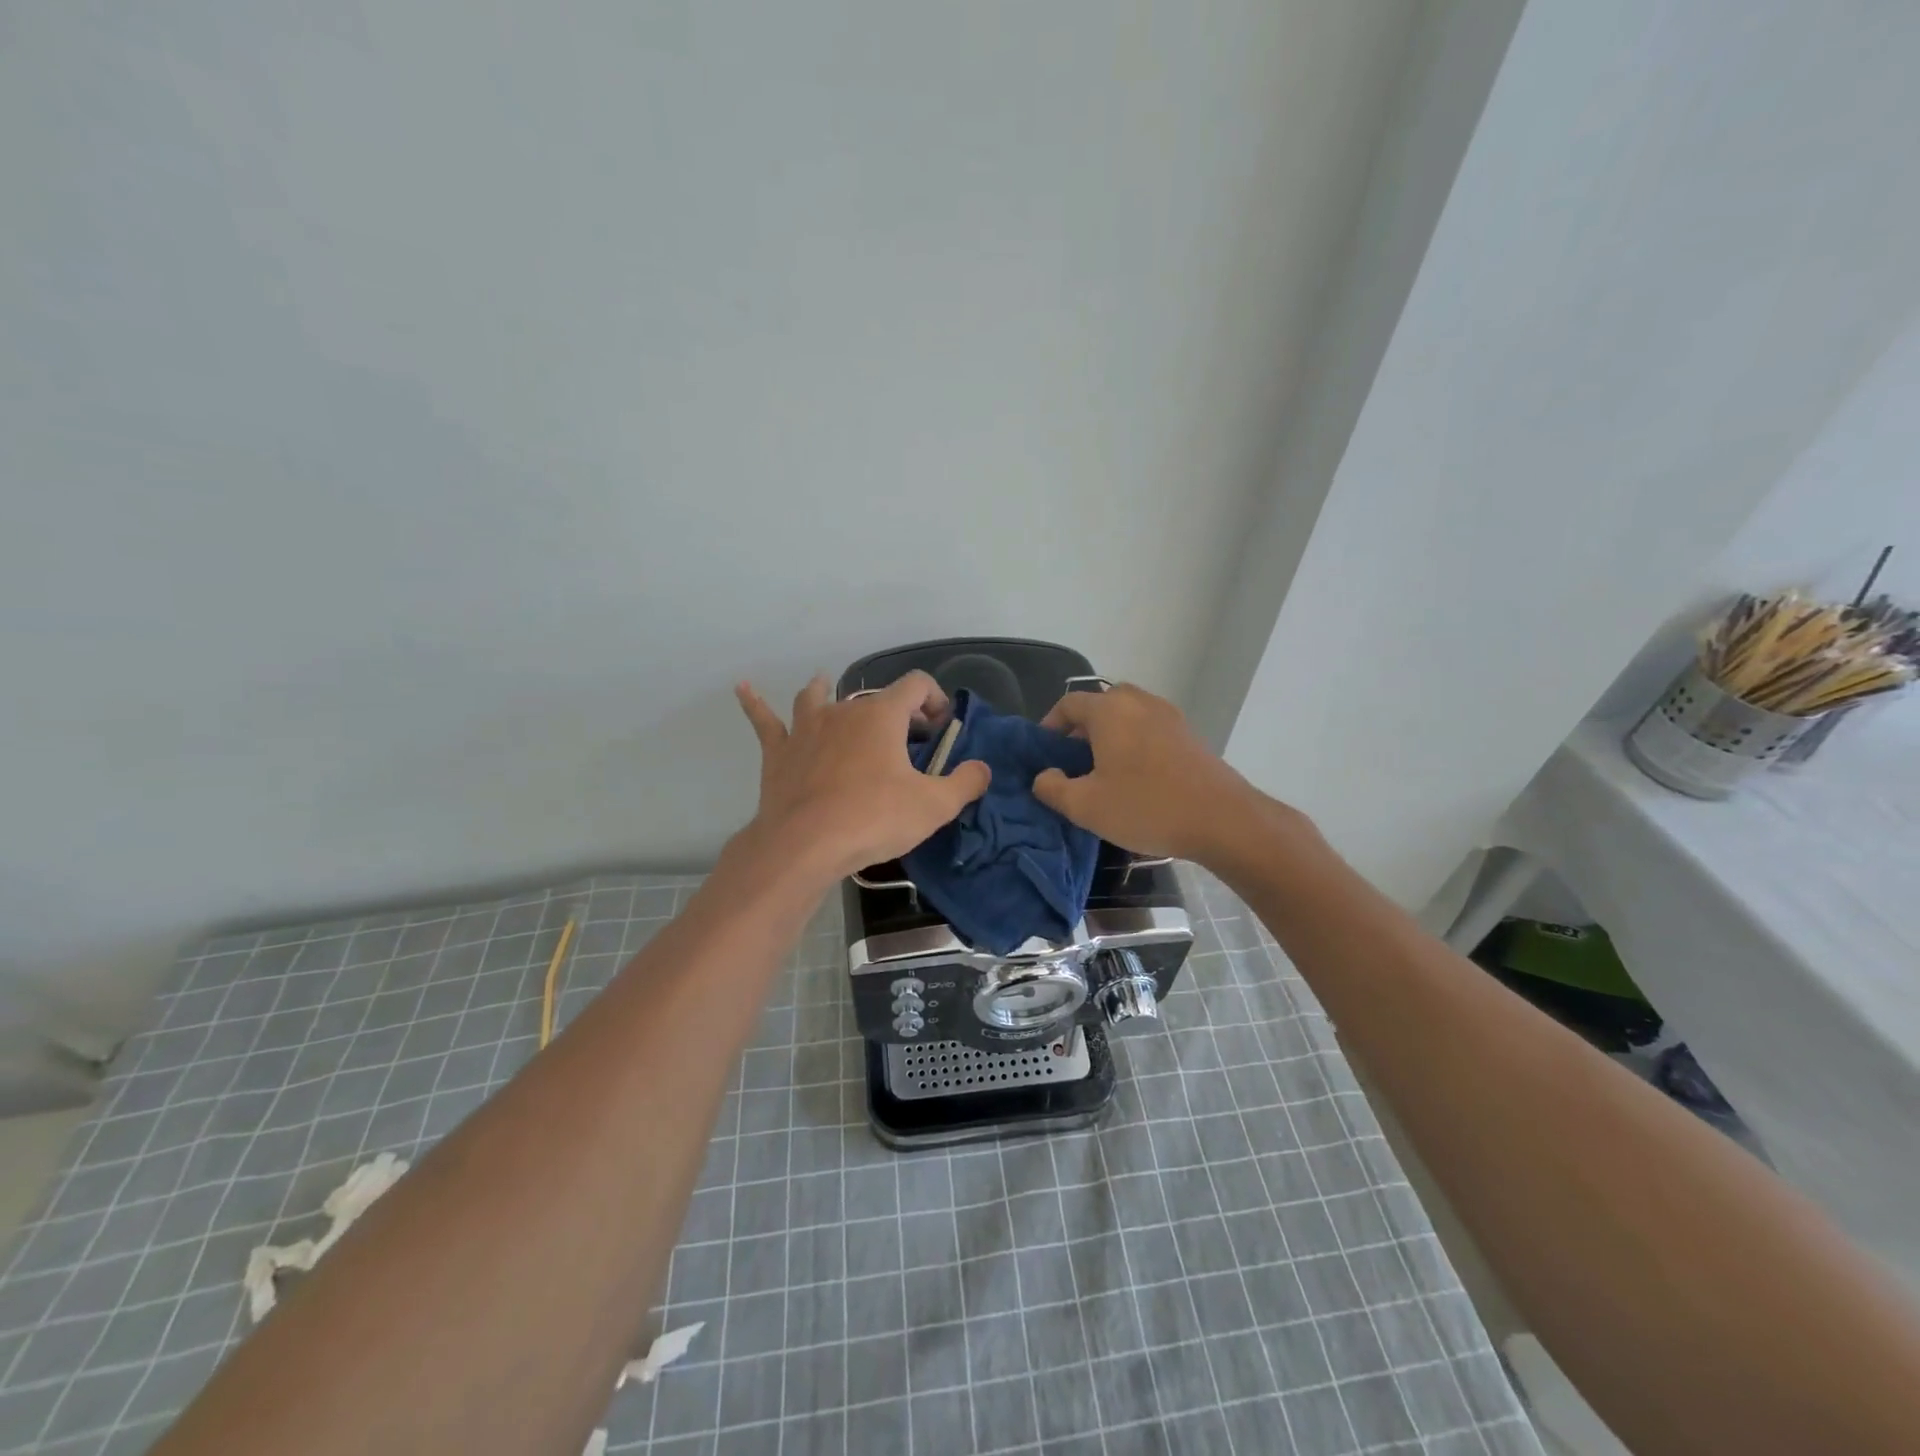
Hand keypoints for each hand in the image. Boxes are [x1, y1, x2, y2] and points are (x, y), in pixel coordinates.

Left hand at [735, 672, 990, 878]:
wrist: (805, 845)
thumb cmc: (874, 819)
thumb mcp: (934, 806)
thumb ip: (965, 783)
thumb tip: (982, 769)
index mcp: (883, 716)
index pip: (916, 685)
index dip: (934, 698)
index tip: (941, 728)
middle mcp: (844, 711)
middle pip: (873, 697)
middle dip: (895, 712)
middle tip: (908, 741)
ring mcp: (806, 729)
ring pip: (817, 699)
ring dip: (826, 692)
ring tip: (826, 685)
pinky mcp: (780, 753)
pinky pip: (766, 722)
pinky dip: (755, 703)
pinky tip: (743, 687)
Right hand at [1032, 683, 1263, 861]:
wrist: (1222, 819)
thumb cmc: (1146, 807)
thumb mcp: (1085, 806)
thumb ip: (1052, 788)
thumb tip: (1043, 776)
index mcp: (1109, 711)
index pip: (1069, 704)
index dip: (1050, 724)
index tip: (1044, 751)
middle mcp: (1139, 702)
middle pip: (1101, 704)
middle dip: (1082, 728)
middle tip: (1073, 760)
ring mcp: (1169, 715)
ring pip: (1128, 715)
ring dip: (1110, 734)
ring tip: (1104, 769)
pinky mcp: (1189, 734)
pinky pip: (1150, 728)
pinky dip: (1135, 741)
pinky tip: (1136, 776)